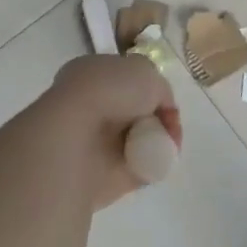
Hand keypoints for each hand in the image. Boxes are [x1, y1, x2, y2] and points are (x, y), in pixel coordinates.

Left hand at [38, 54, 181, 208]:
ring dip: (158, 142)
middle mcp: (90, 106)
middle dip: (158, 119)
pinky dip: (152, 166)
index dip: (151, 89)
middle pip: (136, 113)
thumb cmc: (109, 91)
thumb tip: (160, 106)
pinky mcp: (101, 175)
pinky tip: (159, 160)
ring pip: (138, 142)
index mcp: (92, 75)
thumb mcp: (146, 71)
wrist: (76, 138)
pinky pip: (137, 169)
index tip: (164, 99)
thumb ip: (159, 88)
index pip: (127, 81)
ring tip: (168, 143)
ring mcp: (94, 143)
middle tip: (170, 125)